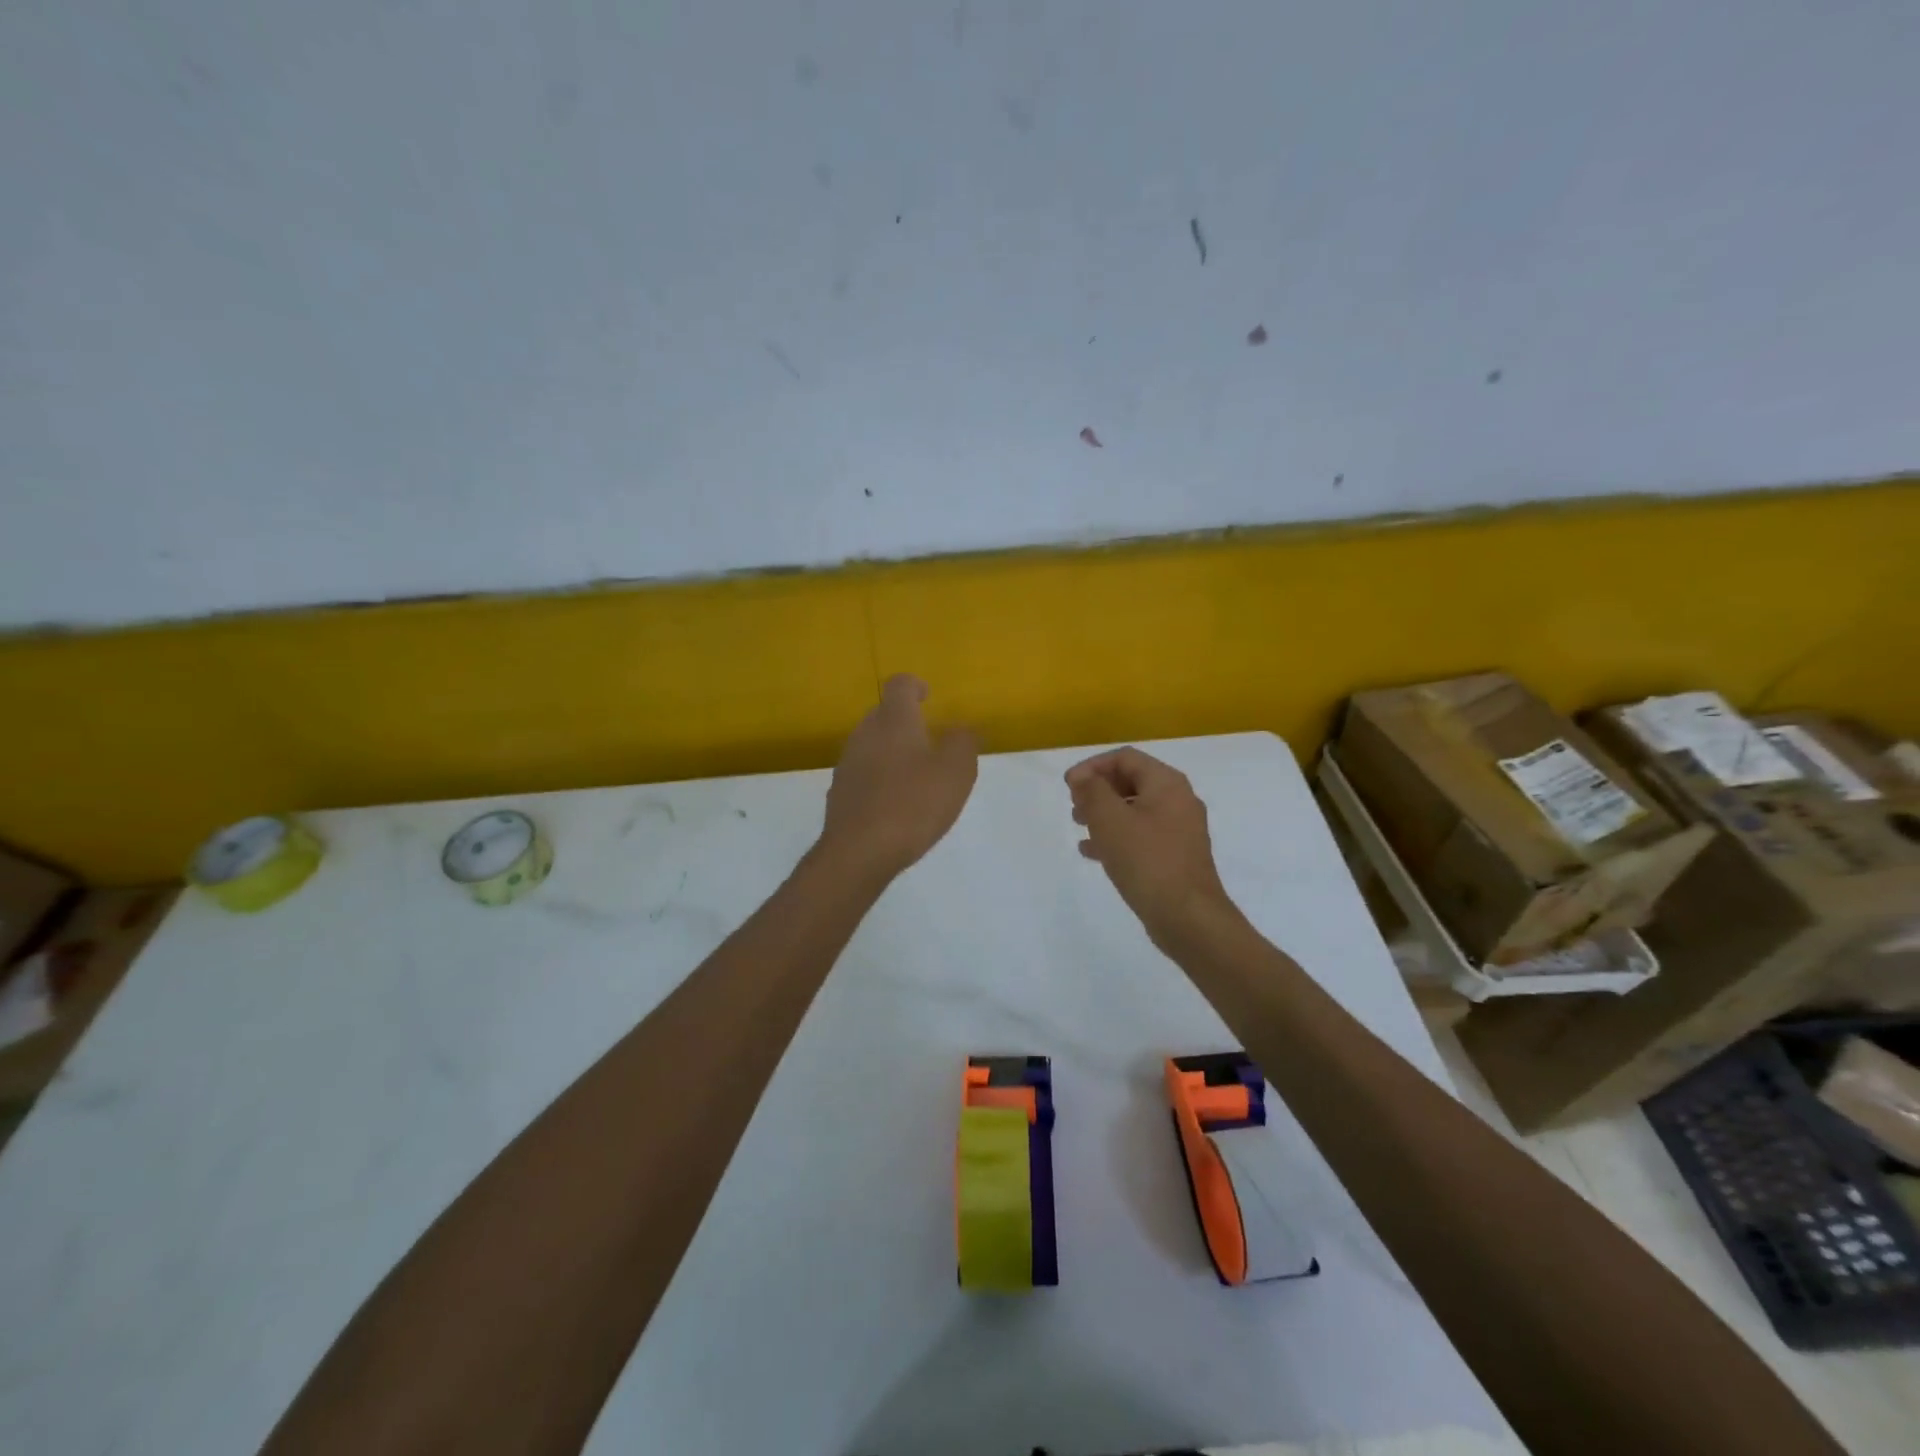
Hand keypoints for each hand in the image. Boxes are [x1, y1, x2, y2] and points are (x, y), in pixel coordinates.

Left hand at [820, 674, 978, 879]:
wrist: (859, 852)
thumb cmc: (913, 804)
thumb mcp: (956, 771)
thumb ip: (963, 742)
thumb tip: (960, 729)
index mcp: (893, 720)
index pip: (899, 685)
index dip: (915, 686)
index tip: (928, 696)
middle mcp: (864, 734)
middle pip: (884, 715)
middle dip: (906, 723)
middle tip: (930, 743)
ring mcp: (847, 764)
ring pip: (872, 745)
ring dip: (892, 753)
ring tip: (916, 778)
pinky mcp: (839, 793)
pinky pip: (863, 775)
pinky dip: (880, 779)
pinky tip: (895, 805)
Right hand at [1066, 747, 1235, 942]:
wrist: (1187, 917)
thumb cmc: (1146, 860)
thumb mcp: (1110, 820)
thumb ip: (1092, 791)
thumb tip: (1081, 776)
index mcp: (1167, 783)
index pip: (1125, 758)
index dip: (1093, 766)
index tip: (1068, 786)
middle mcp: (1178, 800)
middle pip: (1132, 781)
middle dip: (1099, 790)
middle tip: (1074, 805)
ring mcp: (1180, 830)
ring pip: (1135, 810)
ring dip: (1105, 813)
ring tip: (1079, 826)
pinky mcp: (1176, 856)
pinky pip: (1142, 835)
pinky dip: (1117, 836)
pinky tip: (1093, 852)